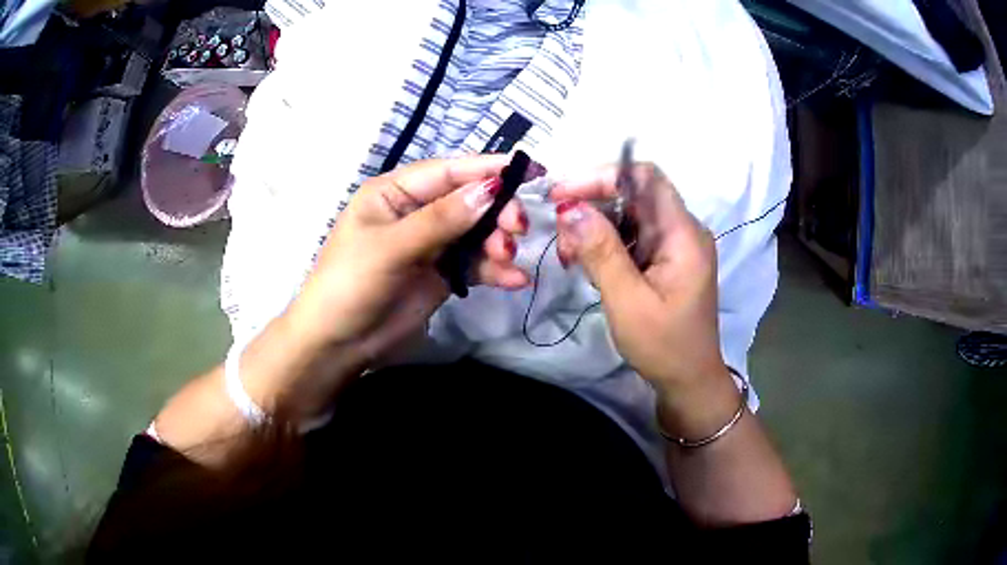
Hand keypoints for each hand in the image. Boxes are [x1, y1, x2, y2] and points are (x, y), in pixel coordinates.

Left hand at [287, 155, 530, 362]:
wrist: (338, 344)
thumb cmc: (350, 284)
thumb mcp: (391, 247)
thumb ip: (441, 219)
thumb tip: (491, 189)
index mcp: (394, 192)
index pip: (447, 172)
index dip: (487, 169)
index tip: (529, 170)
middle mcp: (416, 211)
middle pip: (468, 200)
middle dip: (496, 211)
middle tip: (518, 228)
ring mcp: (431, 243)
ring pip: (477, 232)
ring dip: (498, 242)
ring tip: (507, 259)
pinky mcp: (442, 273)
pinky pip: (476, 264)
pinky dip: (495, 270)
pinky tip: (514, 280)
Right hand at [550, 164, 736, 434]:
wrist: (689, 380)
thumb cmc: (663, 345)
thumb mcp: (627, 301)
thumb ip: (601, 252)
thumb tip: (570, 208)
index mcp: (683, 235)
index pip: (646, 178)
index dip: (604, 176)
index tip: (565, 194)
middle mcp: (682, 231)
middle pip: (634, 195)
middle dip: (593, 206)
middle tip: (560, 232)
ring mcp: (674, 245)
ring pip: (629, 216)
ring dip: (595, 227)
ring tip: (569, 254)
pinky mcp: (665, 260)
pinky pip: (632, 238)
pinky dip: (605, 245)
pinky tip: (586, 264)